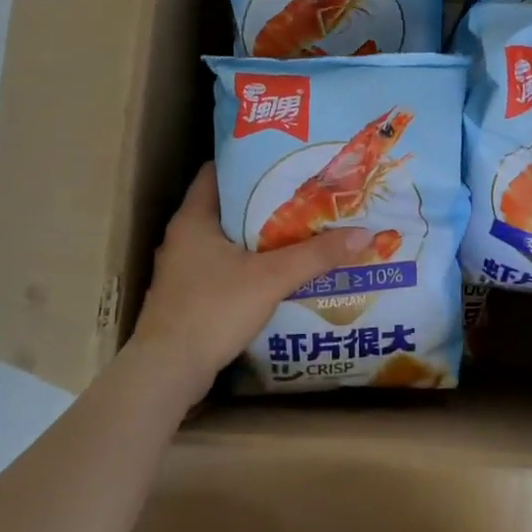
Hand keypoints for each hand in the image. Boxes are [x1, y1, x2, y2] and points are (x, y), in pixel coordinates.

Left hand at [132, 163, 372, 384]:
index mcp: (194, 219)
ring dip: (258, 236)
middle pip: (227, 206)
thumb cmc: (213, 310)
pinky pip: (223, 267)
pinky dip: (248, 264)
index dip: (250, 162)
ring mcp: (183, 268)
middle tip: (305, 195)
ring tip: (298, 230)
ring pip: (226, 240)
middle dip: (264, 201)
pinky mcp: (188, 295)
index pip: (218, 172)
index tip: (285, 161)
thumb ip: (316, 256)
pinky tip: (276, 272)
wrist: (168, 371)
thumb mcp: (271, 279)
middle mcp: (183, 237)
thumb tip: (363, 234)